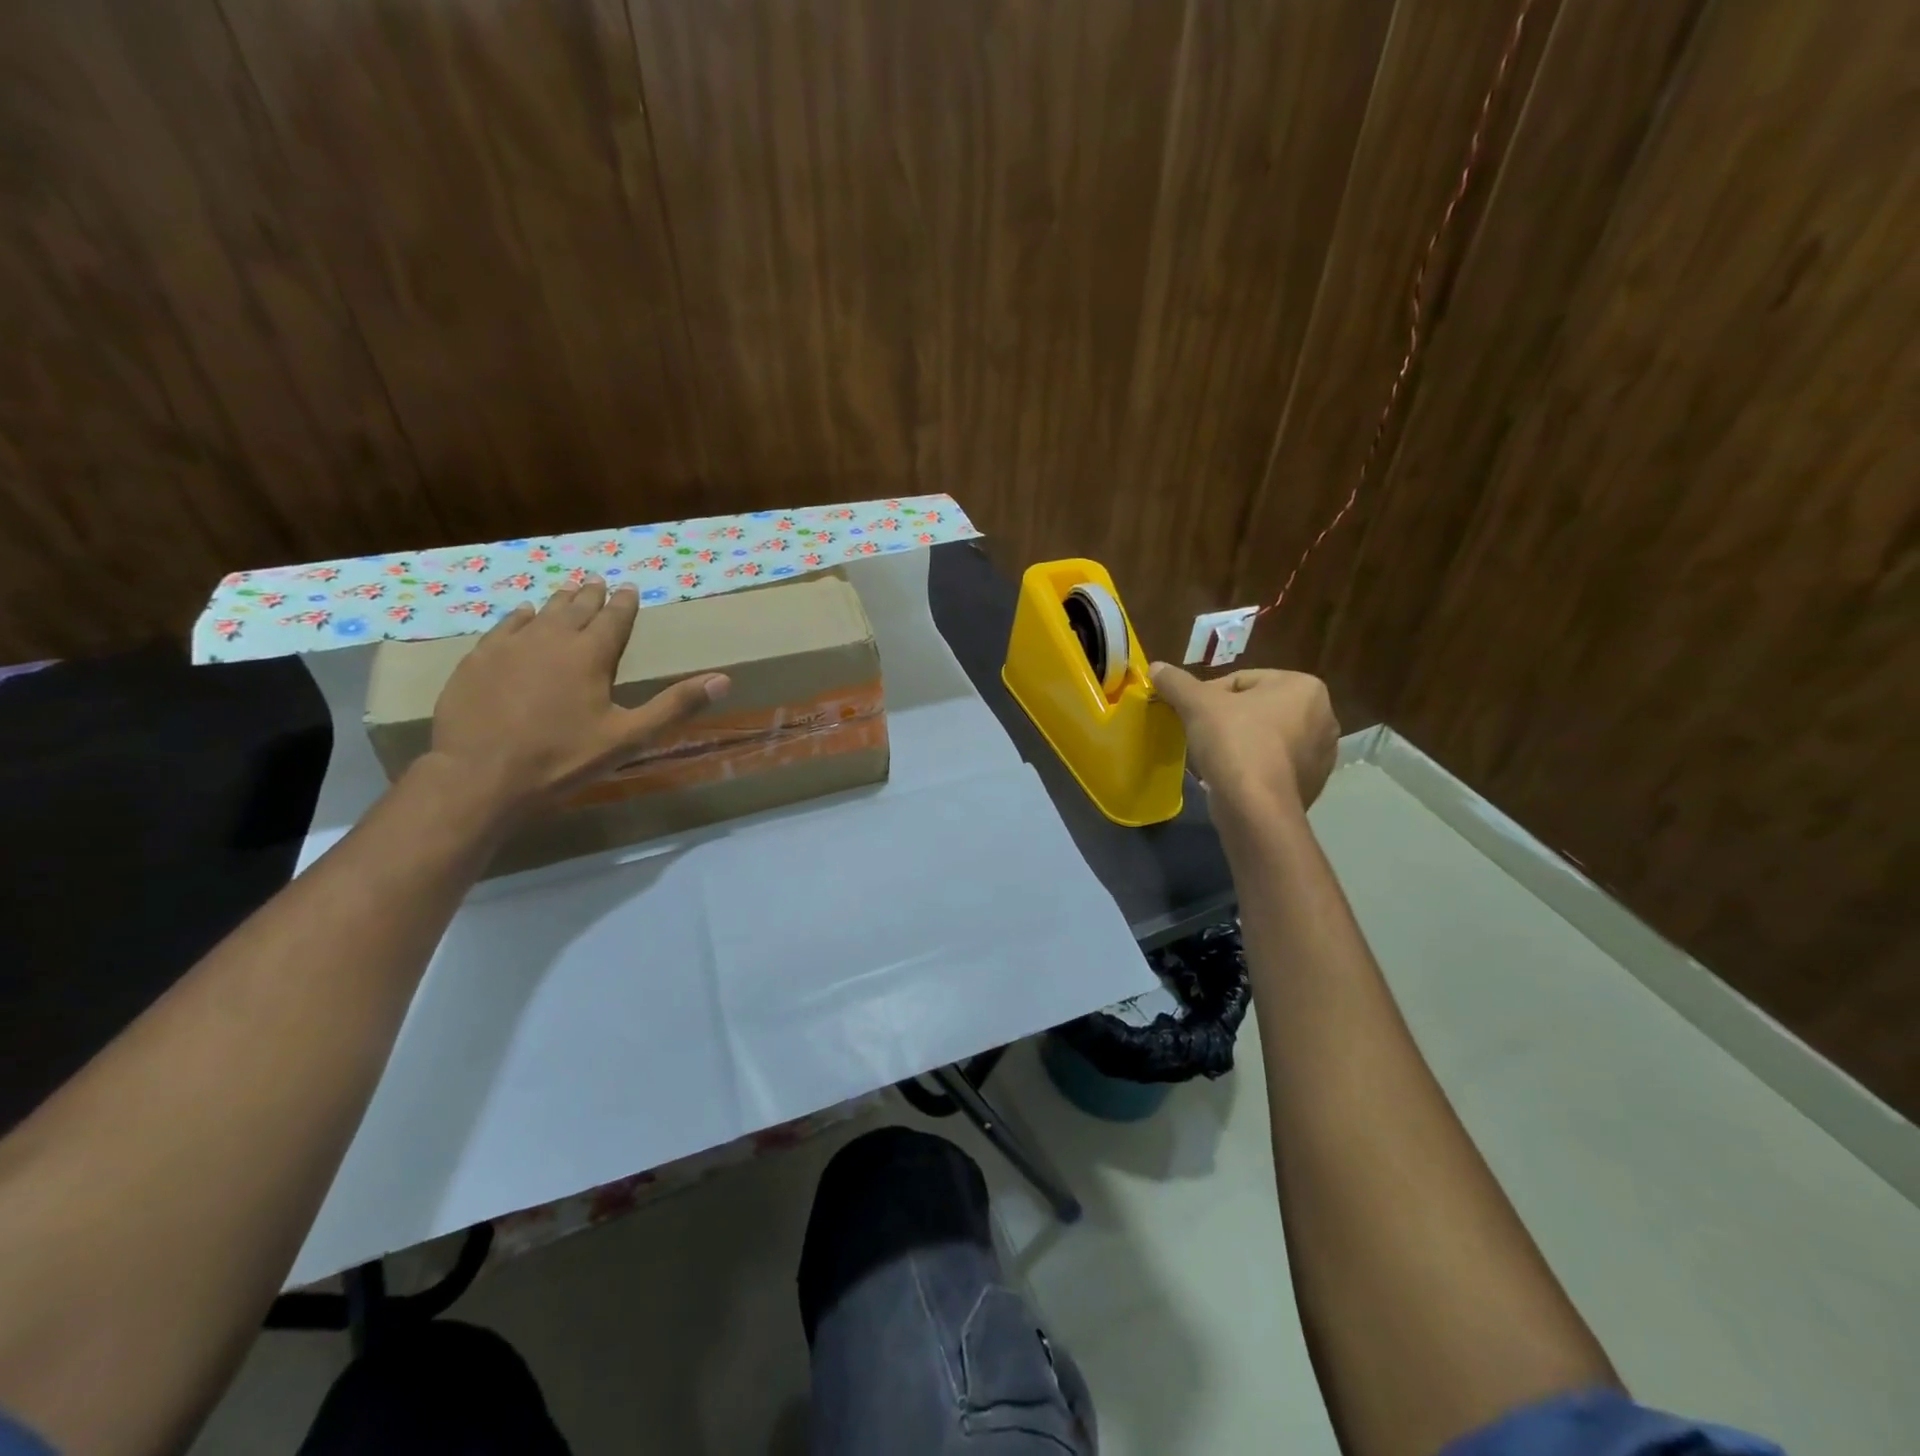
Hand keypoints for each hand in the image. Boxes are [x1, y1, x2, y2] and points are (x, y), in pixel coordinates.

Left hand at [426, 576, 729, 815]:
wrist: (480, 775)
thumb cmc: (563, 758)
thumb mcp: (629, 737)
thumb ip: (675, 706)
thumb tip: (724, 679)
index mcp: (591, 655)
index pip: (614, 619)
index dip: (625, 604)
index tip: (630, 588)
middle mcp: (552, 639)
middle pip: (577, 609)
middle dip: (592, 596)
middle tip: (600, 583)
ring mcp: (510, 647)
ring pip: (541, 614)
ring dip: (559, 602)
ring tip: (569, 591)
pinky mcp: (478, 660)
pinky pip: (504, 627)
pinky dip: (518, 617)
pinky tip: (522, 614)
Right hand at [1149, 662, 1339, 815]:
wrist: (1256, 809)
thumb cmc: (1234, 743)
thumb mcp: (1197, 705)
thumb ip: (1176, 682)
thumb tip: (1156, 667)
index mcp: (1304, 686)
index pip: (1242, 680)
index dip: (1209, 696)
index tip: (1192, 714)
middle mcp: (1323, 716)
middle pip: (1257, 708)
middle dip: (1228, 719)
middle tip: (1201, 734)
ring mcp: (1321, 754)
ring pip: (1266, 737)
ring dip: (1241, 743)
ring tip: (1215, 758)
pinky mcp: (1313, 784)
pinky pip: (1274, 766)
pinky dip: (1254, 767)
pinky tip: (1233, 778)